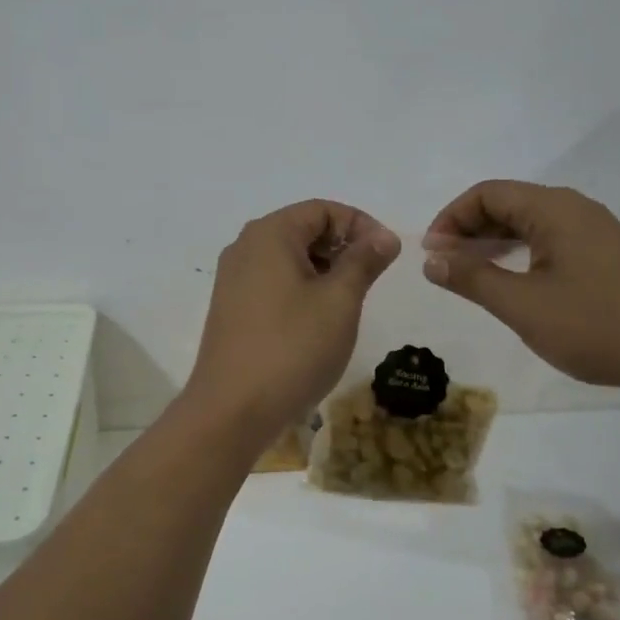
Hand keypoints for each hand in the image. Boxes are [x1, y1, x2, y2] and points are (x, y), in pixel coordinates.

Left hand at [184, 201, 400, 444]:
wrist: (231, 409)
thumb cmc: (292, 348)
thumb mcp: (339, 301)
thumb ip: (364, 261)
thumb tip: (384, 236)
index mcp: (269, 234)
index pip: (322, 209)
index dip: (361, 225)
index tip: (388, 255)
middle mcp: (245, 247)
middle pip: (303, 230)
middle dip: (342, 248)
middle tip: (371, 281)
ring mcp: (233, 279)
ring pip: (289, 258)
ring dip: (324, 271)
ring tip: (348, 304)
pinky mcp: (231, 308)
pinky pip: (273, 283)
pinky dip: (301, 290)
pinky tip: (317, 322)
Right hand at [422, 180, 619, 397]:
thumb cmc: (598, 326)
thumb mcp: (523, 306)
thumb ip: (473, 279)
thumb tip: (431, 259)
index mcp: (553, 210)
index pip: (487, 194)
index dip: (451, 218)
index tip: (432, 254)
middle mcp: (575, 209)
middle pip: (508, 203)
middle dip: (469, 229)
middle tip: (444, 265)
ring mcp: (596, 231)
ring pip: (530, 223)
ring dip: (493, 242)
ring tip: (470, 273)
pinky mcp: (609, 255)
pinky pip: (551, 240)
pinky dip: (521, 252)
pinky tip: (513, 282)